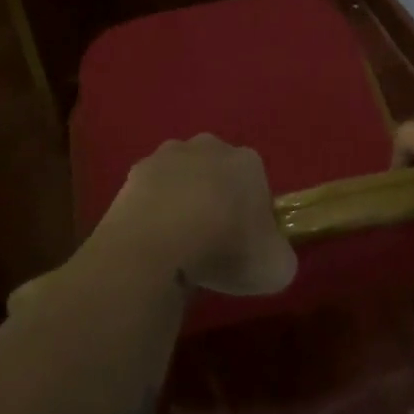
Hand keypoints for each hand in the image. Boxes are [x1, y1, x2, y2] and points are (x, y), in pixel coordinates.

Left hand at [95, 135, 298, 297]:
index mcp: (248, 161)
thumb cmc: (226, 247)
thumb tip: (271, 255)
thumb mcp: (276, 267)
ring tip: (178, 244)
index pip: (257, 185)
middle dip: (216, 200)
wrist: (160, 242)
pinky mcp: (134, 172)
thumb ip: (279, 255)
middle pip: (218, 174)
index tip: (246, 245)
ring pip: (182, 178)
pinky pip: (151, 193)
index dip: (253, 217)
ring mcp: (168, 155)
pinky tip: (153, 241)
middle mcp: (210, 146)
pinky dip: (152, 212)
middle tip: (213, 243)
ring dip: (182, 201)